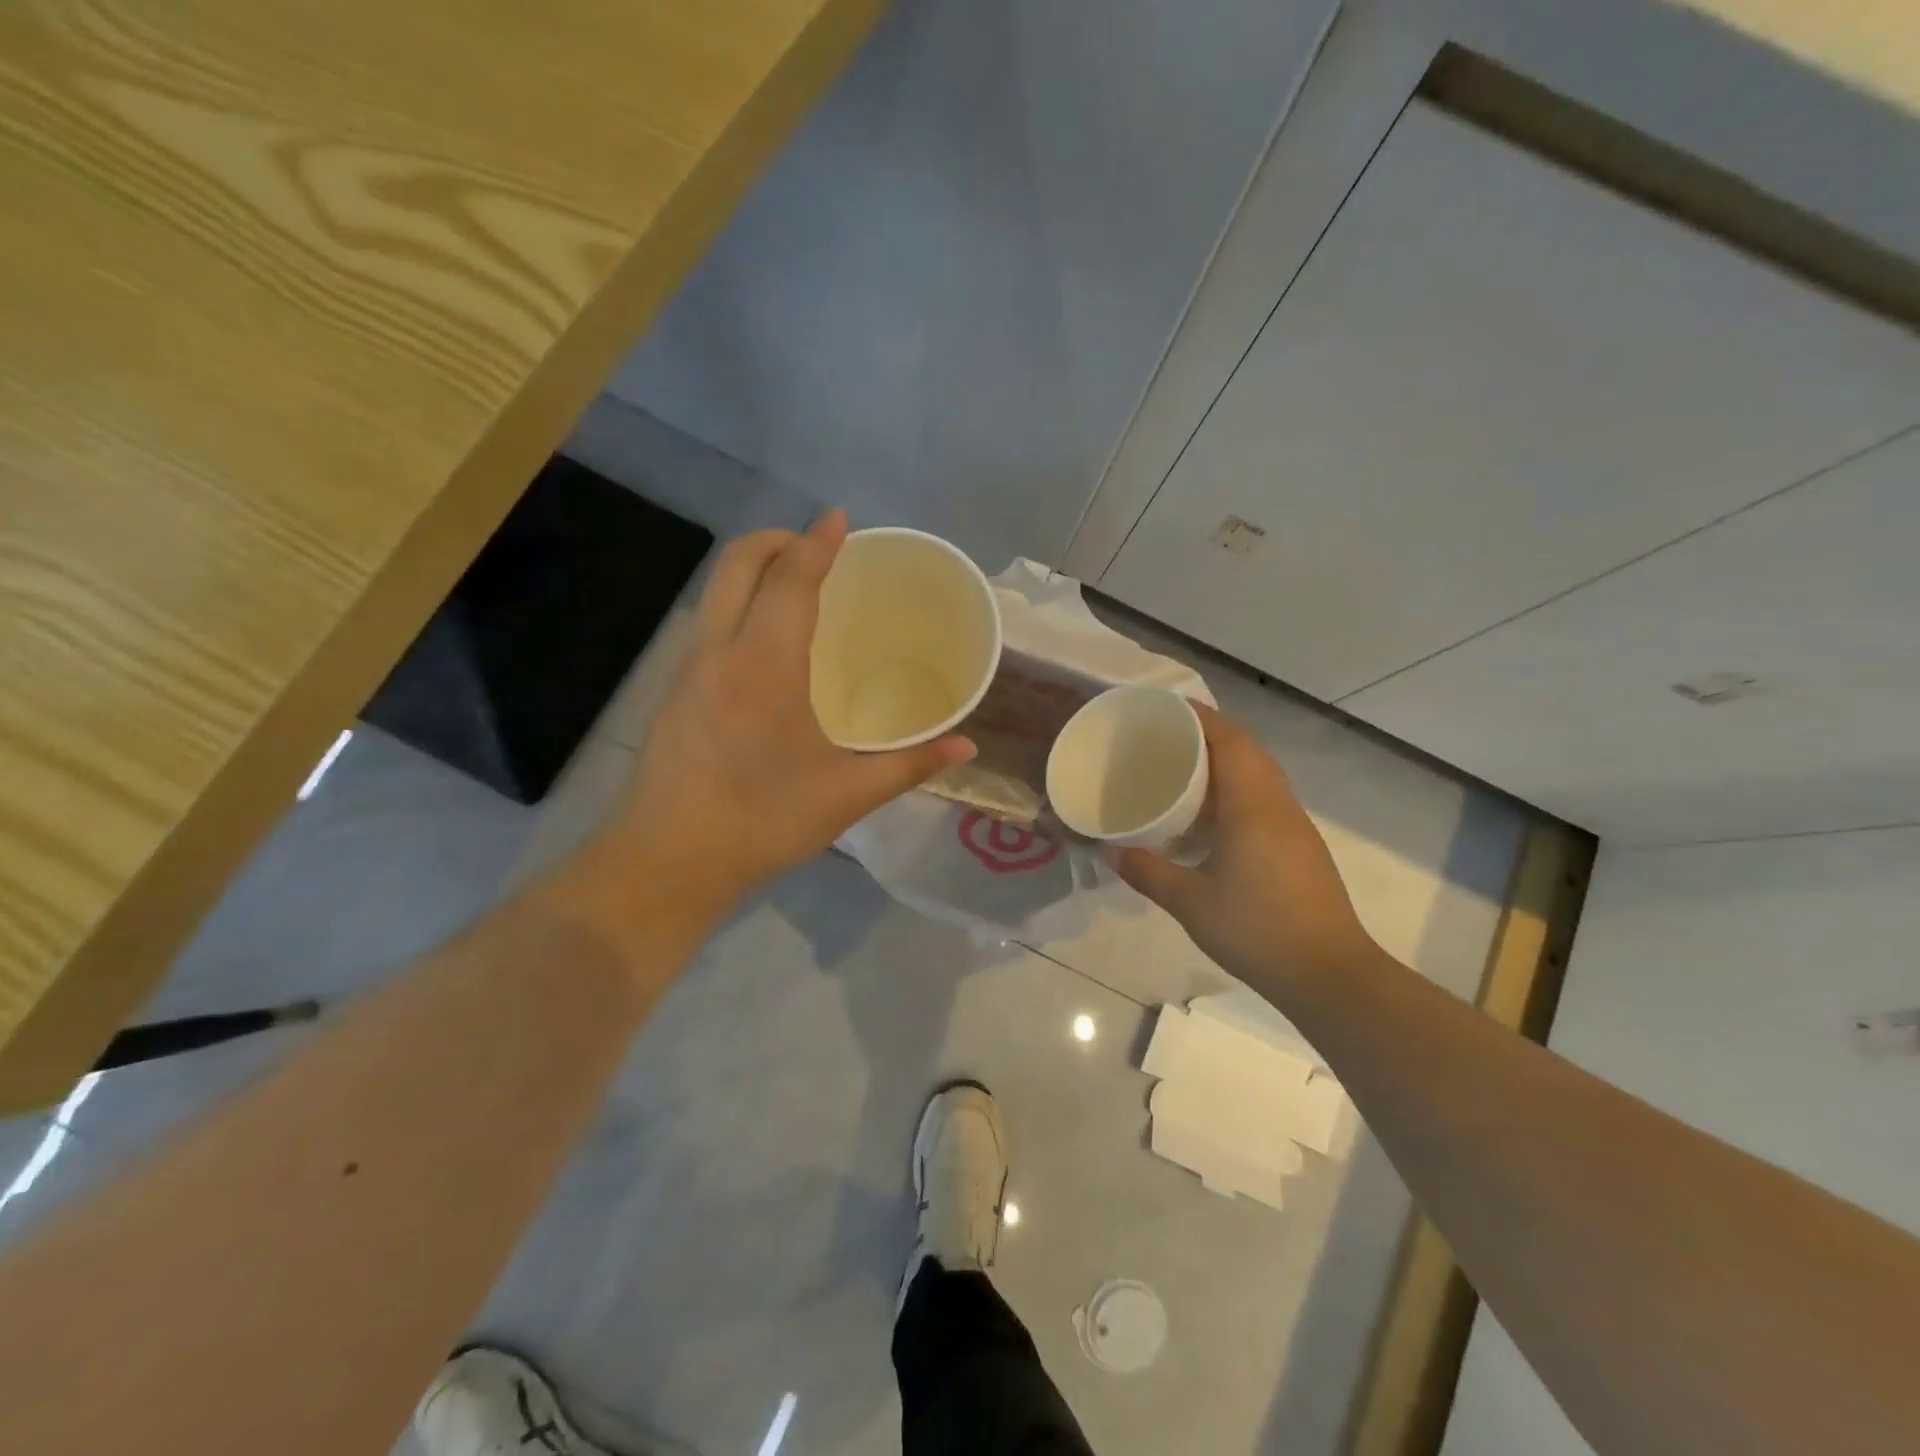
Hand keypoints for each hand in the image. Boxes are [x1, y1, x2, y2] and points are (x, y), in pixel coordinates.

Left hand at [600, 510, 974, 917]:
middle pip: (737, 562)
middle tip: (817, 547)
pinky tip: (764, 644)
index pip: (790, 578)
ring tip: (794, 588)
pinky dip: (738, 605)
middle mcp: (719, 650)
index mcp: (765, 665)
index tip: (840, 519)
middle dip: (777, 539)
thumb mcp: (847, 796)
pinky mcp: (672, 690)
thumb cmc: (762, 822)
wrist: (667, 861)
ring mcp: (687, 668)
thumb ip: (910, 765)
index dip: (817, 542)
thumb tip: (967, 747)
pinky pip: (708, 621)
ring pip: (715, 589)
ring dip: (753, 570)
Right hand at [1112, 704, 1375, 991]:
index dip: (1200, 716)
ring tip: (1185, 768)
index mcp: (1252, 805)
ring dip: (1228, 759)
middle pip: (1248, 748)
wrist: (1329, 973)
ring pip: (1261, 772)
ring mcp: (1295, 825)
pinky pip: (1267, 796)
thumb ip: (1147, 871)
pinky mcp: (1302, 845)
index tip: (1165, 708)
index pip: (1229, 739)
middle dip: (1210, 732)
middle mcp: (1278, 804)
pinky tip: (1214, 814)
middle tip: (1167, 736)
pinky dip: (1239, 786)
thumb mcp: (1190, 902)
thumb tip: (1109, 851)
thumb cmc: (1256, 929)